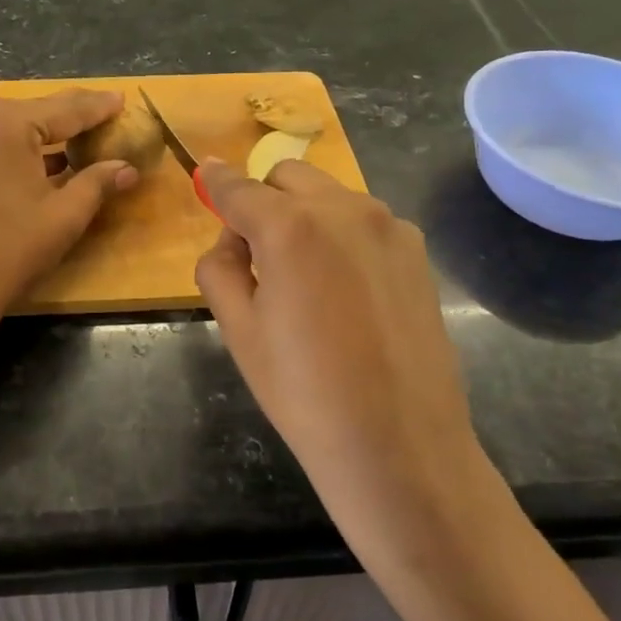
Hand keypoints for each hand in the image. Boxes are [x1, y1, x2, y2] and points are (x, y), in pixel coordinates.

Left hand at [0, 89, 138, 340]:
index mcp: (5, 123)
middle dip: (67, 121)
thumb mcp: (62, 219)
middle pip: (31, 113)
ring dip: (36, 136)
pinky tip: (28, 164)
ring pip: (3, 126)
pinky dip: (7, 148)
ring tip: (70, 144)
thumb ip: (97, 184)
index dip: (97, 107)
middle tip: (100, 122)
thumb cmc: (4, 255)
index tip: (121, 99)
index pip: (65, 109)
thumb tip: (128, 167)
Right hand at [194, 158, 487, 567]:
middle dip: (264, 201)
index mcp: (289, 227)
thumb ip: (219, 266)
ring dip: (305, 216)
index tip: (204, 173)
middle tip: (259, 258)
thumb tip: (232, 238)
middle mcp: (343, 209)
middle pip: (287, 178)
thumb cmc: (303, 392)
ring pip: (329, 196)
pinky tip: (348, 294)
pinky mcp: (416, 252)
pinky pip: (364, 223)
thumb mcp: (238, 330)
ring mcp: (388, 226)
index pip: (238, 188)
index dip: (215, 181)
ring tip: (307, 281)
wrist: (400, 446)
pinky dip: (342, 237)